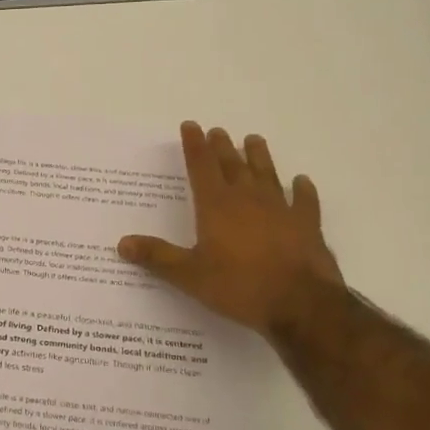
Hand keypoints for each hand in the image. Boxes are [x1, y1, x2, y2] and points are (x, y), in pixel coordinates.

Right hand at [118, 121, 343, 337]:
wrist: (300, 303)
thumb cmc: (239, 286)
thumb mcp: (189, 275)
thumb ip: (157, 256)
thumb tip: (122, 243)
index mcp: (216, 206)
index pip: (201, 167)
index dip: (194, 146)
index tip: (190, 126)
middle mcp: (248, 199)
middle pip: (232, 165)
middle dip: (222, 147)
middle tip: (217, 131)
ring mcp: (281, 209)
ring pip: (267, 174)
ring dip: (259, 157)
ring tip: (253, 140)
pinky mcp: (307, 225)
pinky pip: (305, 201)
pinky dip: (302, 190)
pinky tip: (302, 181)